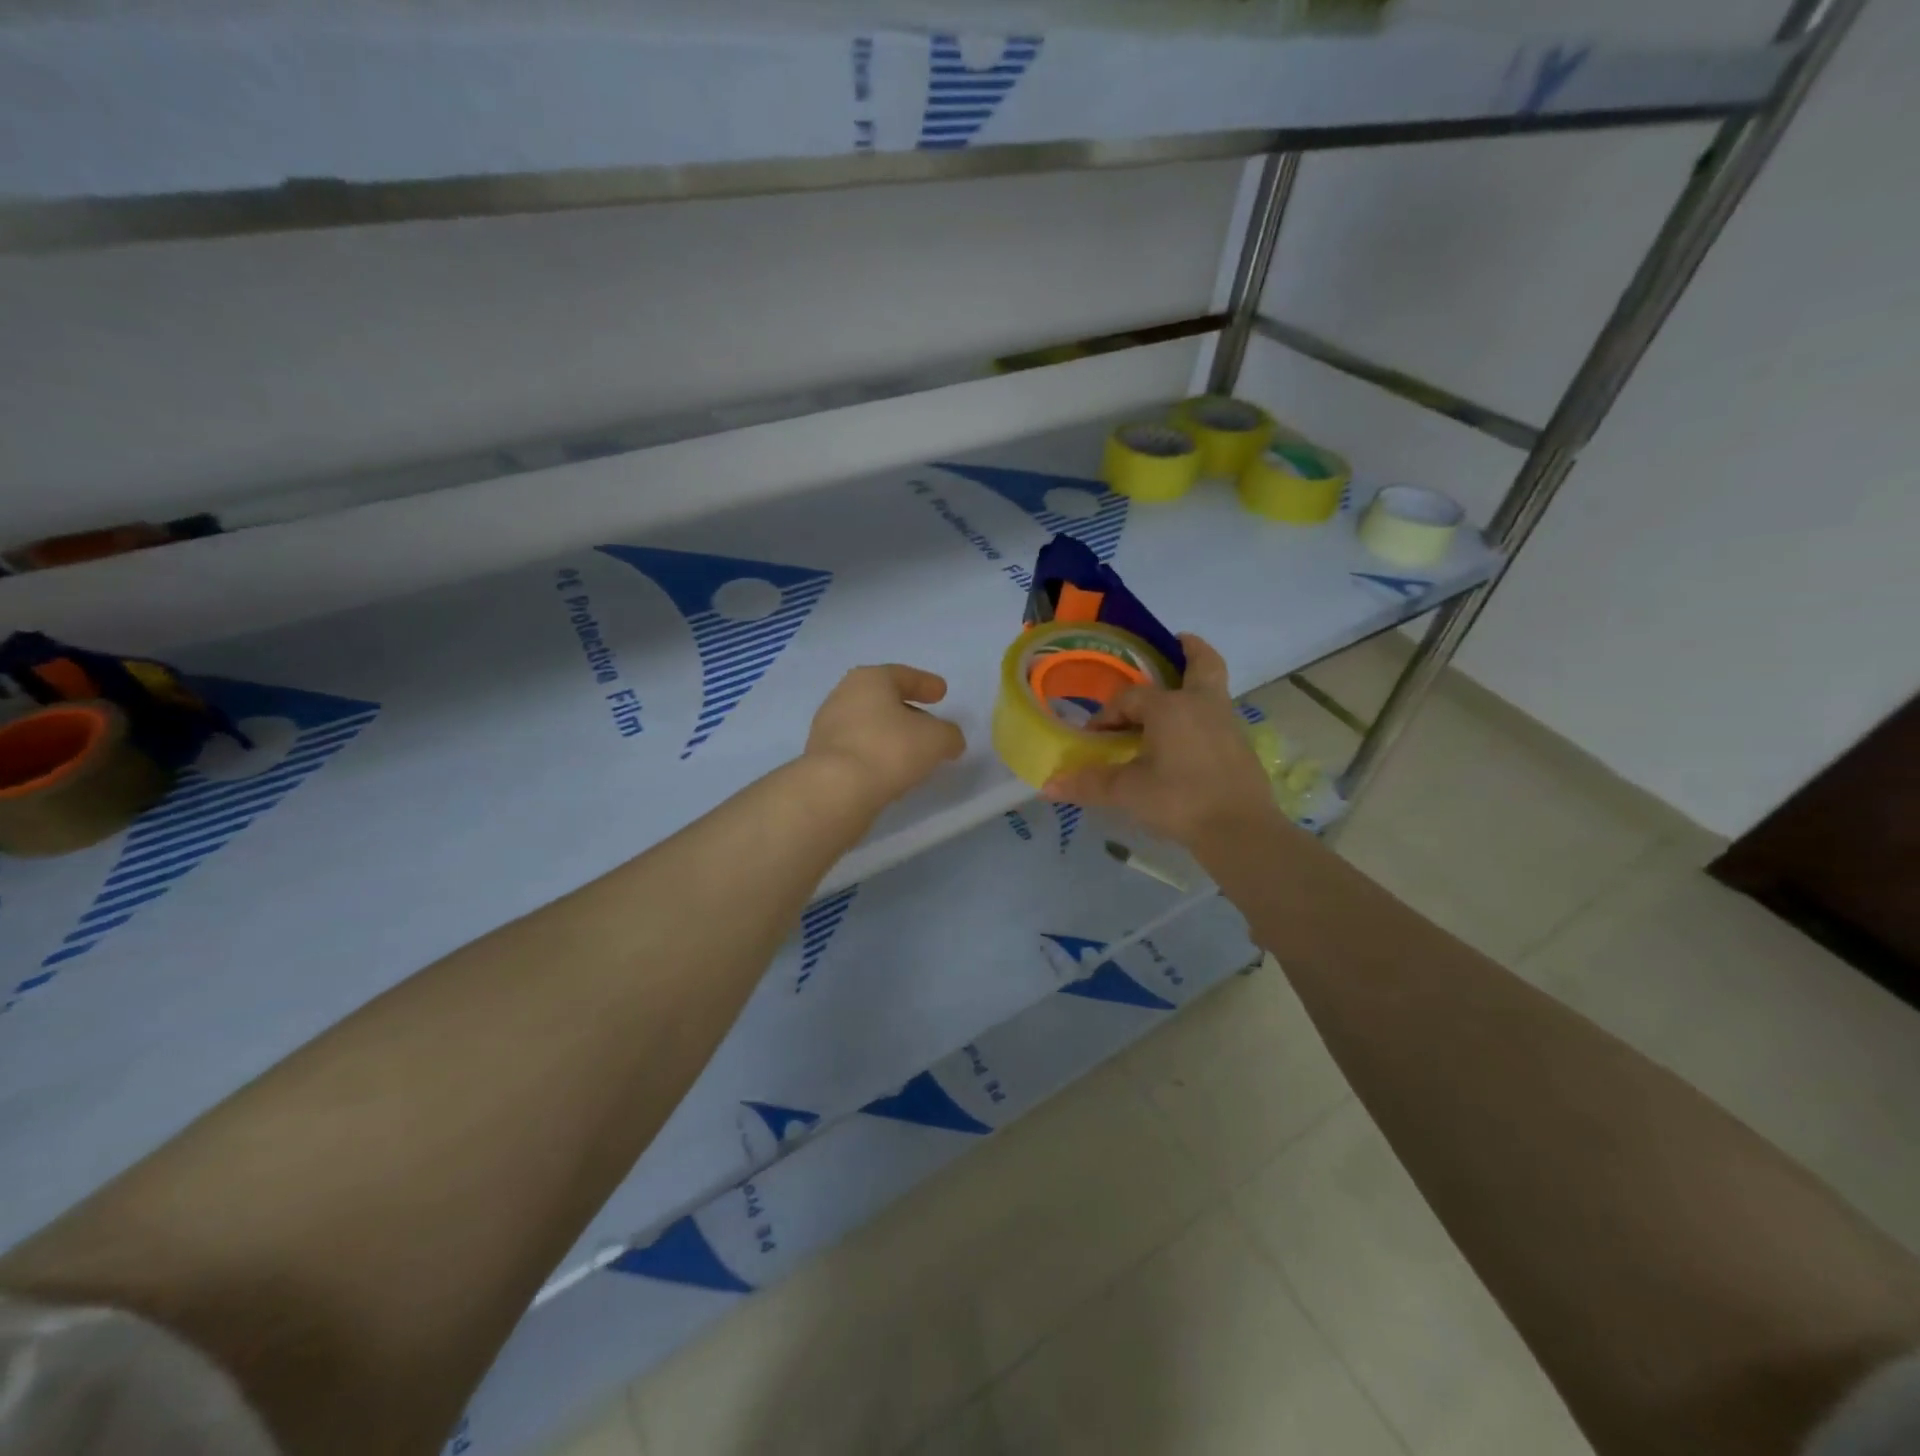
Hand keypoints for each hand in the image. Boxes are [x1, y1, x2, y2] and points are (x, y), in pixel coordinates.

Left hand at [805, 664, 966, 810]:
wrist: (836, 790)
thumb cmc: (890, 749)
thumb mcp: (936, 739)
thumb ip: (949, 735)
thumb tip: (950, 740)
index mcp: (869, 680)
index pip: (902, 675)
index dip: (925, 683)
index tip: (941, 693)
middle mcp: (843, 696)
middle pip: (882, 700)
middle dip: (907, 711)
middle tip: (929, 724)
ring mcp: (827, 728)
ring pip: (869, 726)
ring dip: (890, 736)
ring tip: (912, 753)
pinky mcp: (821, 758)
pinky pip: (857, 750)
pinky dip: (876, 755)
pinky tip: (891, 772)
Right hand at [1042, 633, 1277, 848]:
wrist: (1240, 830)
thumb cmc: (1180, 800)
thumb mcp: (1128, 792)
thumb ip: (1090, 784)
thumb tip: (1048, 785)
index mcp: (1170, 707)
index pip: (1129, 698)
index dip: (1107, 715)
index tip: (1094, 738)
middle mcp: (1201, 705)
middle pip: (1202, 664)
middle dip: (1189, 650)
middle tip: (1177, 643)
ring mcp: (1226, 724)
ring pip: (1212, 690)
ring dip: (1194, 686)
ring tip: (1172, 700)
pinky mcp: (1240, 747)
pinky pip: (1217, 717)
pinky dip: (1201, 716)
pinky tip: (1186, 740)